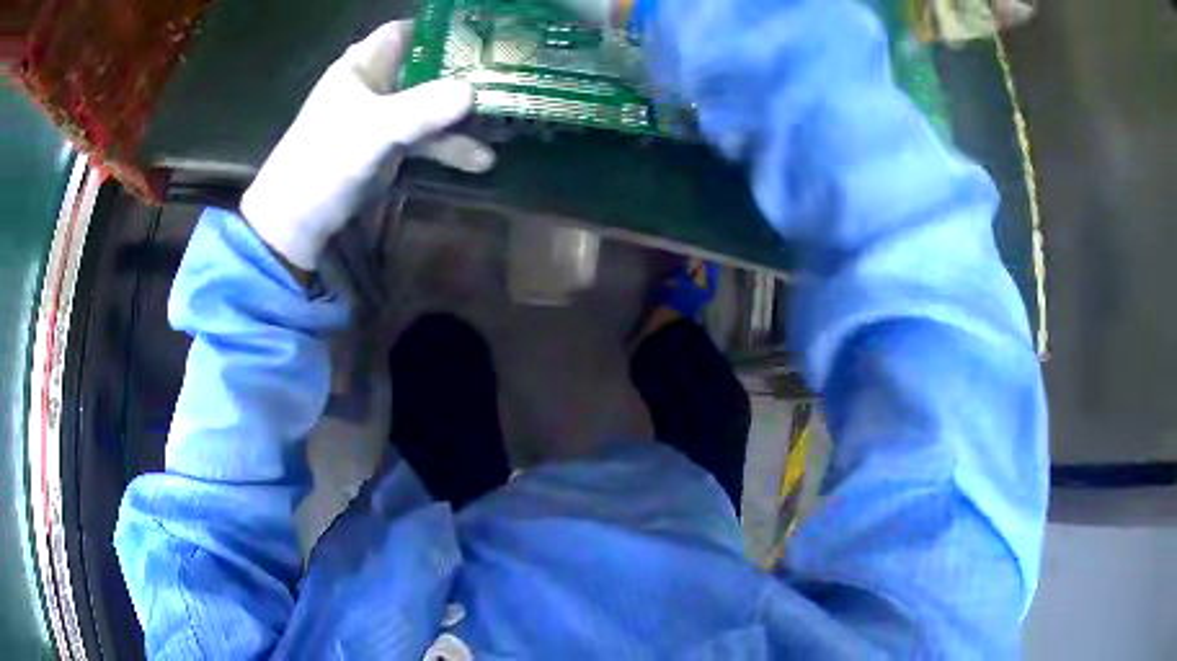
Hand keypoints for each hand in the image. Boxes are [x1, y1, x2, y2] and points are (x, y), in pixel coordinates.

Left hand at [240, 21, 493, 270]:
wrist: (297, 219)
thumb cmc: (324, 160)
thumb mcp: (372, 130)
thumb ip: (420, 110)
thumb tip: (472, 92)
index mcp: (363, 66)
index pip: (405, 32)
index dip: (440, 29)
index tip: (482, 32)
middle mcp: (376, 85)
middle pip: (426, 67)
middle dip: (463, 71)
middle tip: (507, 73)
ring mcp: (383, 117)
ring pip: (430, 104)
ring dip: (462, 115)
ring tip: (505, 121)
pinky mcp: (388, 147)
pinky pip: (425, 138)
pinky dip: (449, 147)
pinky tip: (480, 161)